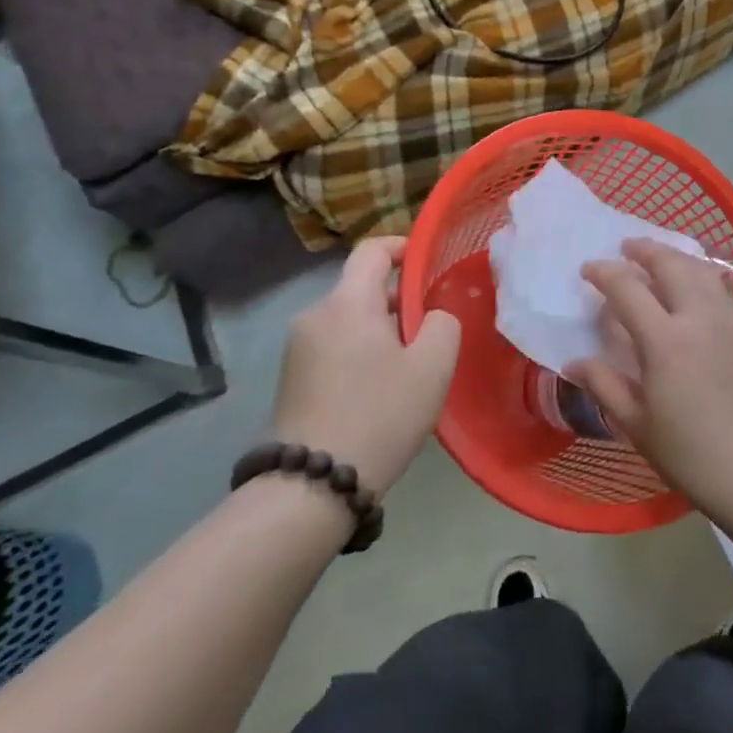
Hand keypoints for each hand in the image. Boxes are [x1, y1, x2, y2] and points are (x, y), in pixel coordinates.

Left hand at [273, 236, 460, 497]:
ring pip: (349, 320)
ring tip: (408, 366)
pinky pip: (333, 346)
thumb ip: (442, 324)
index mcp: (348, 302)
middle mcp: (315, 315)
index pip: (372, 251)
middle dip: (397, 300)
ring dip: (379, 330)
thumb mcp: (433, 366)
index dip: (402, 248)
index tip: (426, 264)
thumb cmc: (380, 414)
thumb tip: (430, 316)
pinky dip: (359, 352)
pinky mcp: (291, 378)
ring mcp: (297, 349)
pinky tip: (378, 390)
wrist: (312, 484)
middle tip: (429, 330)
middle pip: (361, 288)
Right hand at [570, 240, 732, 523]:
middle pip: (671, 265)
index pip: (628, 289)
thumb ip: (605, 385)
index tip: (588, 269)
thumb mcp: (637, 425)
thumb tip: (575, 361)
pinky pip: (723, 288)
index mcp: (665, 341)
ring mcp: (730, 322)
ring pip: (702, 270)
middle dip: (645, 250)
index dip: (605, 273)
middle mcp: (699, 318)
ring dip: (676, 256)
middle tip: (625, 248)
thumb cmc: (692, 455)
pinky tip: (695, 285)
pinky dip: (703, 274)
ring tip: (659, 258)